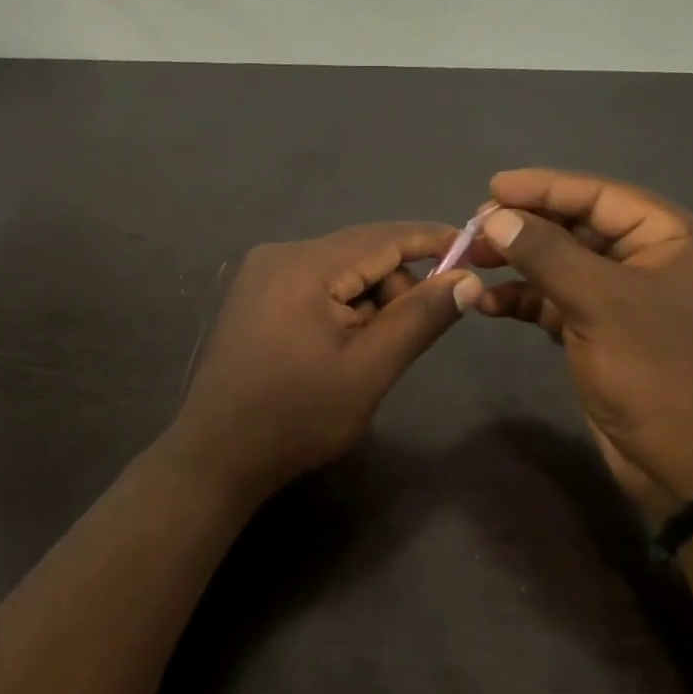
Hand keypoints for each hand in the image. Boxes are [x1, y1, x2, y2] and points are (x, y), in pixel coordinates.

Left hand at [160, 223, 481, 501]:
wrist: (217, 456)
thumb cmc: (297, 417)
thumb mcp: (369, 370)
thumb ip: (420, 318)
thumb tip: (467, 278)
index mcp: (304, 266)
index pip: (383, 237)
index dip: (433, 241)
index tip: (475, 251)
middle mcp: (280, 254)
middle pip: (361, 253)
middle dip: (396, 288)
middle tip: (404, 340)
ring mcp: (262, 273)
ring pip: (341, 271)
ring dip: (369, 303)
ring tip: (365, 355)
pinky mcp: (256, 294)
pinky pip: (318, 285)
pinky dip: (343, 309)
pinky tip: (340, 349)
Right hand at [469, 170, 692, 521]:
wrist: (686, 464)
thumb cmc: (655, 370)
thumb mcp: (599, 302)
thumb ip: (545, 253)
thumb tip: (495, 217)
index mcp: (672, 238)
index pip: (600, 196)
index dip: (545, 187)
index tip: (492, 188)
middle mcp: (650, 259)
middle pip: (577, 228)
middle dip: (526, 228)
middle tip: (475, 230)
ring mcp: (624, 298)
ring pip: (562, 265)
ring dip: (519, 264)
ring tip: (472, 263)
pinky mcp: (601, 331)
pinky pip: (556, 301)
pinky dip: (524, 300)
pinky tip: (489, 304)